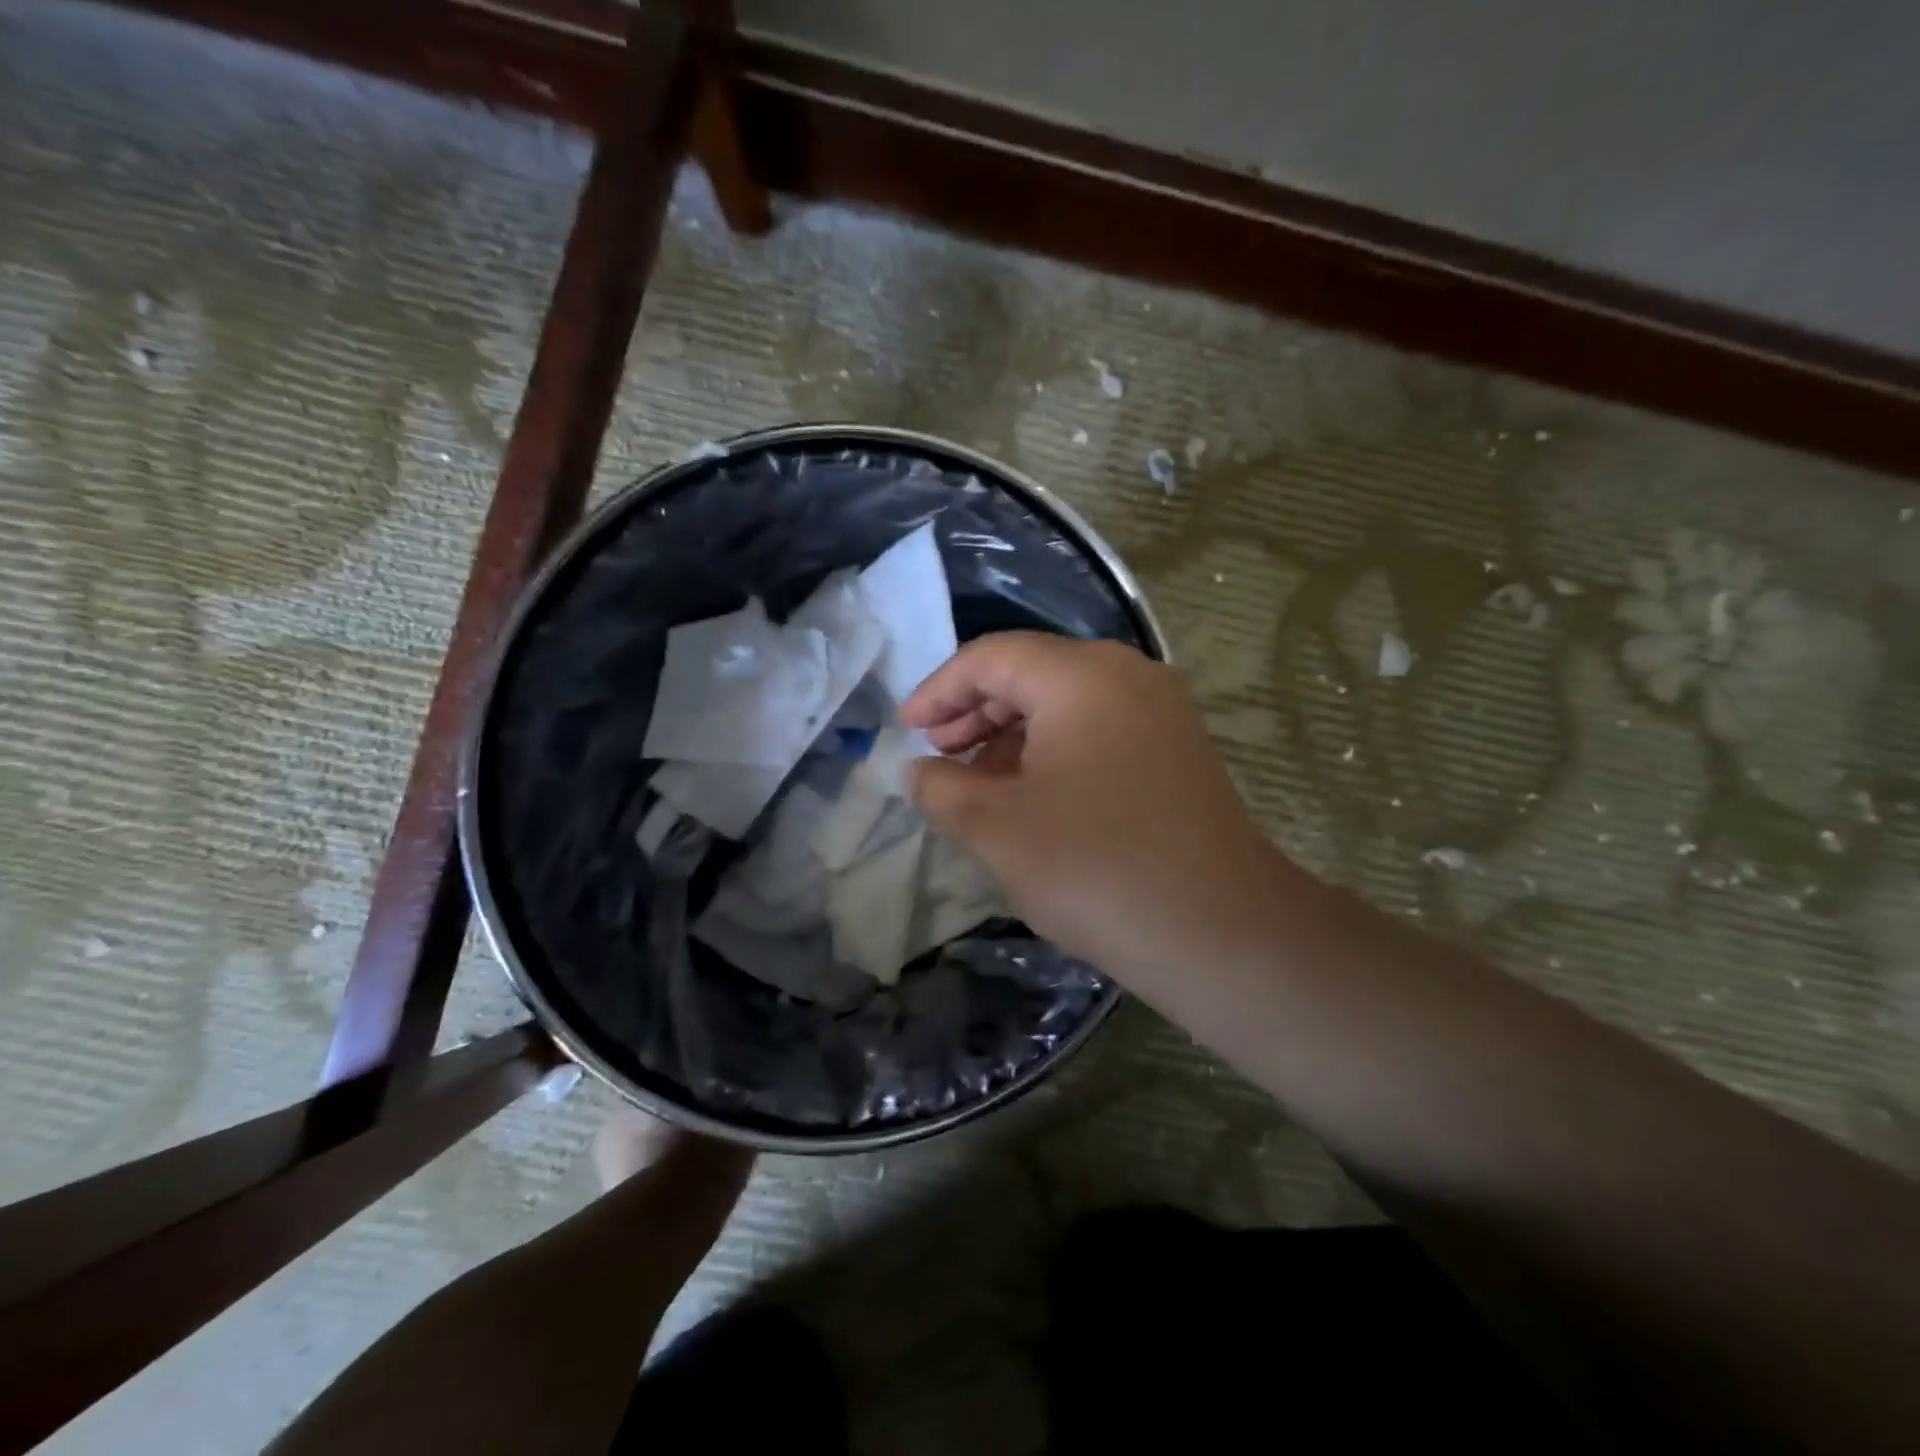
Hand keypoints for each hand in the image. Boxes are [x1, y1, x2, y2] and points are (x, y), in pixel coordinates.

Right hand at [902, 633, 1290, 985]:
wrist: (1221, 931)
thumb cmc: (1094, 868)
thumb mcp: (997, 828)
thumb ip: (942, 788)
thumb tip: (918, 771)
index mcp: (1080, 675)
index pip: (990, 657)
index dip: (939, 691)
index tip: (906, 732)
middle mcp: (1127, 674)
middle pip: (1031, 673)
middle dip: (974, 711)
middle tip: (937, 756)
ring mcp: (1162, 710)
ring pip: (1067, 702)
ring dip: (1013, 735)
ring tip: (977, 783)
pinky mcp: (1179, 748)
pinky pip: (1101, 728)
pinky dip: (1055, 751)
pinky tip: (1033, 795)